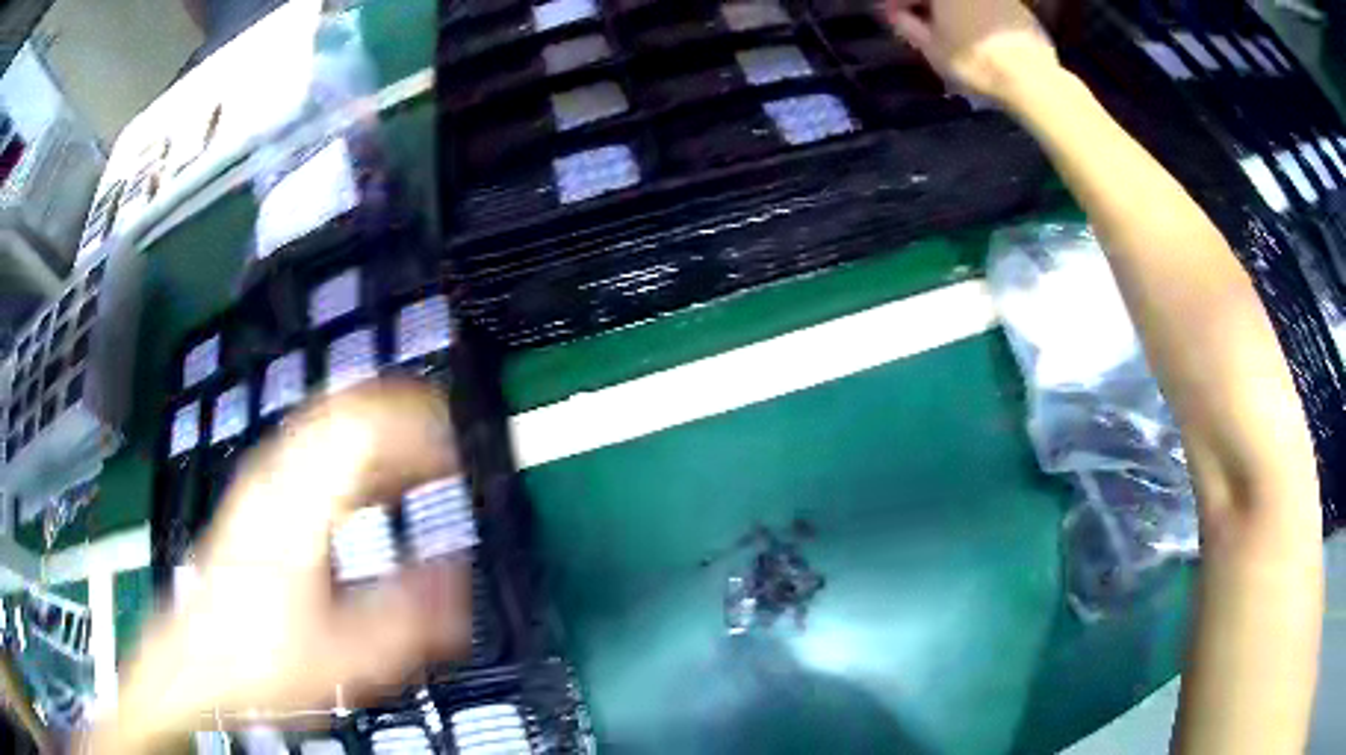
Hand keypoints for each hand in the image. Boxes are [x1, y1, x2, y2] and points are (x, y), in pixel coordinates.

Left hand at [87, 381, 471, 751]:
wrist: (195, 662)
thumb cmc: (261, 661)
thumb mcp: (343, 658)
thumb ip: (408, 620)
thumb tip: (457, 577)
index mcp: (296, 506)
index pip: (359, 423)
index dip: (413, 422)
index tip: (453, 447)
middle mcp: (274, 476)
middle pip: (342, 408)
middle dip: (399, 418)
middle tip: (442, 449)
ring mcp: (259, 481)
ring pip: (323, 422)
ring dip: (374, 434)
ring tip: (414, 467)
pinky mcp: (253, 496)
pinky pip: (308, 448)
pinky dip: (347, 454)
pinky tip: (365, 490)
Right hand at [883, 0, 1059, 106]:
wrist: (1031, 78)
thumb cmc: (974, 61)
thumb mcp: (930, 47)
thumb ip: (906, 25)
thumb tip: (894, 15)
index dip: (897, 4)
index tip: (891, 18)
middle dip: (926, 7)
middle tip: (919, 25)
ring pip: (965, 3)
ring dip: (952, 12)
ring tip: (950, 33)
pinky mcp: (1020, 8)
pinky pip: (988, 8)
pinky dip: (977, 16)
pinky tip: (978, 36)